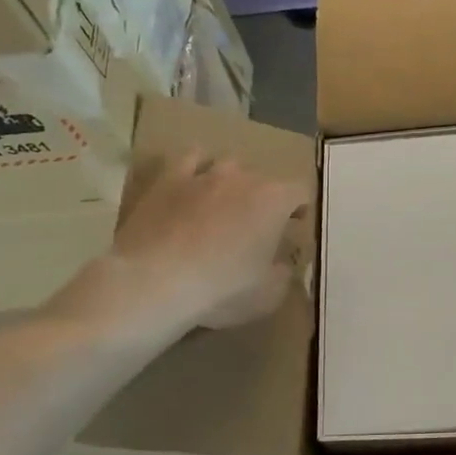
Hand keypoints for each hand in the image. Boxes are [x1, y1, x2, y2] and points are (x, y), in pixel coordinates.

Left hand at [52, 151, 310, 353]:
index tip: (294, 227)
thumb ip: (282, 273)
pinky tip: (193, 186)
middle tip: (255, 226)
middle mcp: (244, 178)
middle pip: (264, 179)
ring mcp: (204, 175)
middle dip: (265, 199)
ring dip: (232, 182)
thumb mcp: (268, 294)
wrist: (154, 282)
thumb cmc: (222, 289)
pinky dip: (196, 169)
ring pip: (228, 166)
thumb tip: (281, 264)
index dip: (300, 209)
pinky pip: (189, 160)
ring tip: (223, 205)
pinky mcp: (168, 180)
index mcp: (275, 201)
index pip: (300, 192)